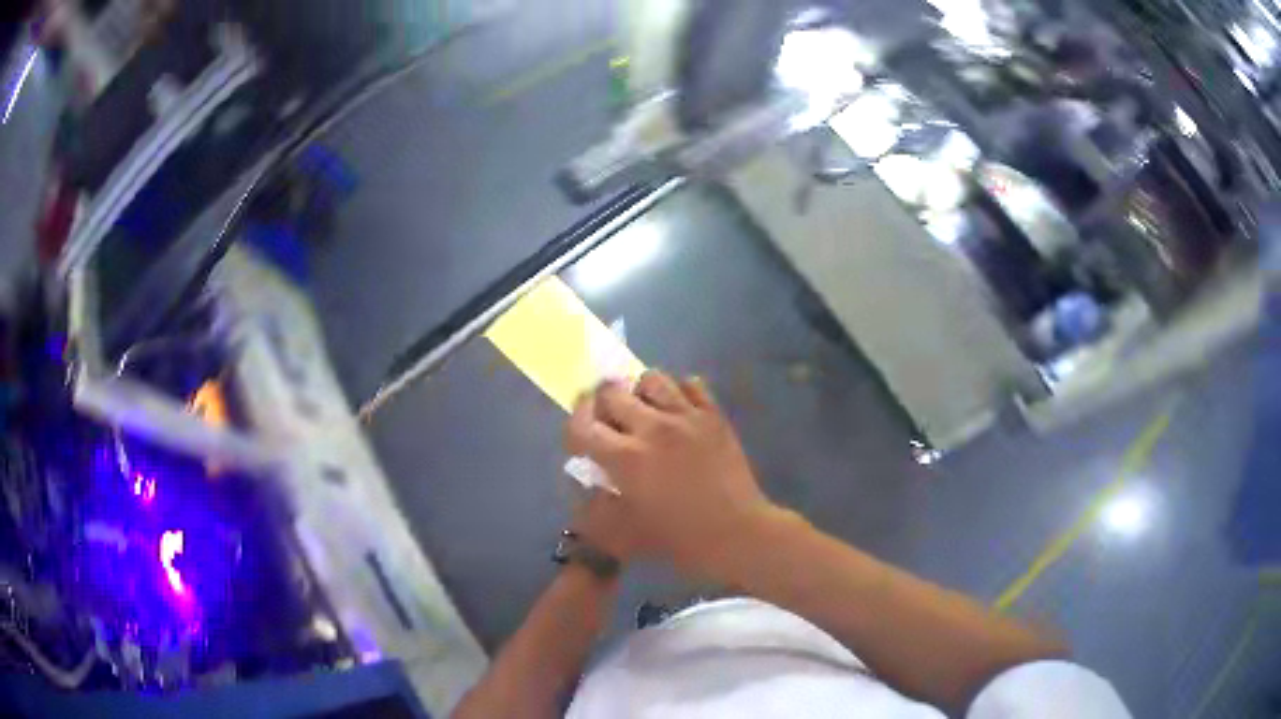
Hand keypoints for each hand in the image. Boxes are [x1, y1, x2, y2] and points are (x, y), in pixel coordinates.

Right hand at [565, 371, 777, 576]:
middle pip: (611, 392)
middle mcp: (652, 427)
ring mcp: (686, 416)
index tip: (579, 434)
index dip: (574, 424)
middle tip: (609, 422)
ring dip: (639, 393)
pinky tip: (677, 412)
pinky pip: (690, 383)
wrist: (737, 533)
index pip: (582, 423)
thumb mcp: (623, 531)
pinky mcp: (713, 415)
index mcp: (625, 457)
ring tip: (644, 412)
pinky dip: (678, 392)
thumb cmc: (678, 538)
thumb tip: (588, 475)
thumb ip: (596, 502)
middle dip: (601, 405)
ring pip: (651, 379)